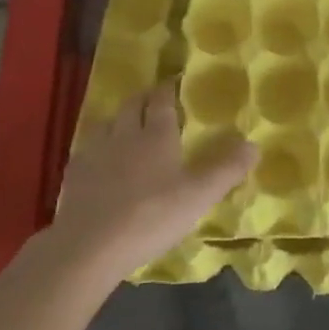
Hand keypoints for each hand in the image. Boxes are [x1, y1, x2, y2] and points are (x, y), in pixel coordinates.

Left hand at [48, 81, 254, 280]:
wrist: (88, 247)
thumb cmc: (150, 216)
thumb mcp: (198, 196)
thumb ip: (226, 169)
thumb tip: (254, 145)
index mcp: (156, 135)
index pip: (161, 100)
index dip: (168, 89)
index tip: (174, 82)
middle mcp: (124, 135)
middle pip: (131, 105)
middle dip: (143, 98)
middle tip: (153, 99)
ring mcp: (94, 154)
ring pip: (106, 124)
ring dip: (118, 119)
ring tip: (126, 127)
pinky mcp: (73, 176)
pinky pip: (86, 150)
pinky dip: (97, 148)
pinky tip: (99, 161)